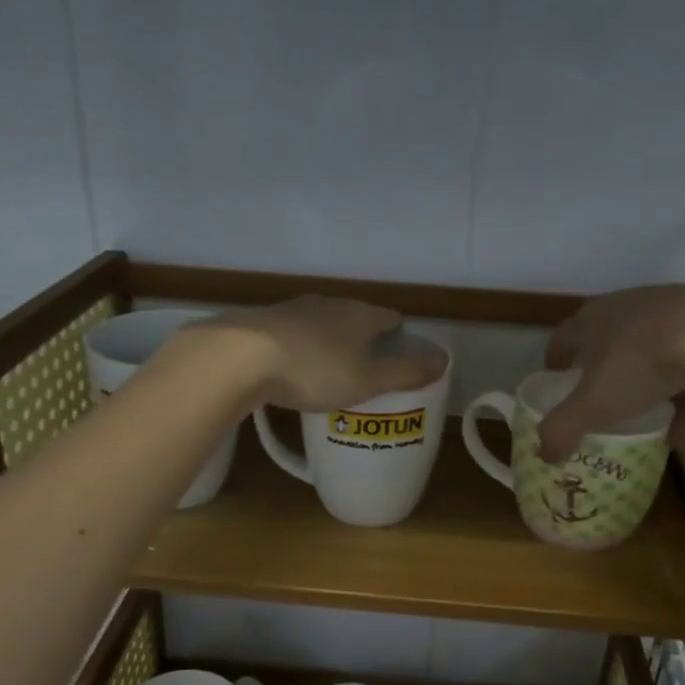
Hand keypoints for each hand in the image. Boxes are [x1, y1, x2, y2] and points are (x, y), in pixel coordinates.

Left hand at [193, 296, 445, 412]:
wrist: (239, 357)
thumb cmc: (313, 371)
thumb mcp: (366, 381)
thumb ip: (405, 373)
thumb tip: (444, 360)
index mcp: (360, 315)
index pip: (390, 319)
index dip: (398, 337)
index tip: (398, 358)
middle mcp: (329, 304)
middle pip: (356, 318)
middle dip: (363, 340)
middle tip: (365, 370)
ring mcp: (293, 309)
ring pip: (322, 323)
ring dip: (329, 342)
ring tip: (329, 370)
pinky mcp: (263, 321)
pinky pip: (293, 333)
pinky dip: (300, 347)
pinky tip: (292, 367)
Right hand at [536, 284, 684, 461]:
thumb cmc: (639, 367)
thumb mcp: (592, 406)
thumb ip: (562, 430)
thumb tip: (543, 455)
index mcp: (593, 320)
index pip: (564, 337)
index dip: (557, 358)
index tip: (556, 377)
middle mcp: (629, 306)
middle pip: (610, 340)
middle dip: (607, 371)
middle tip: (606, 398)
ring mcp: (673, 308)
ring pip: (656, 352)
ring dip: (654, 388)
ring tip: (659, 423)